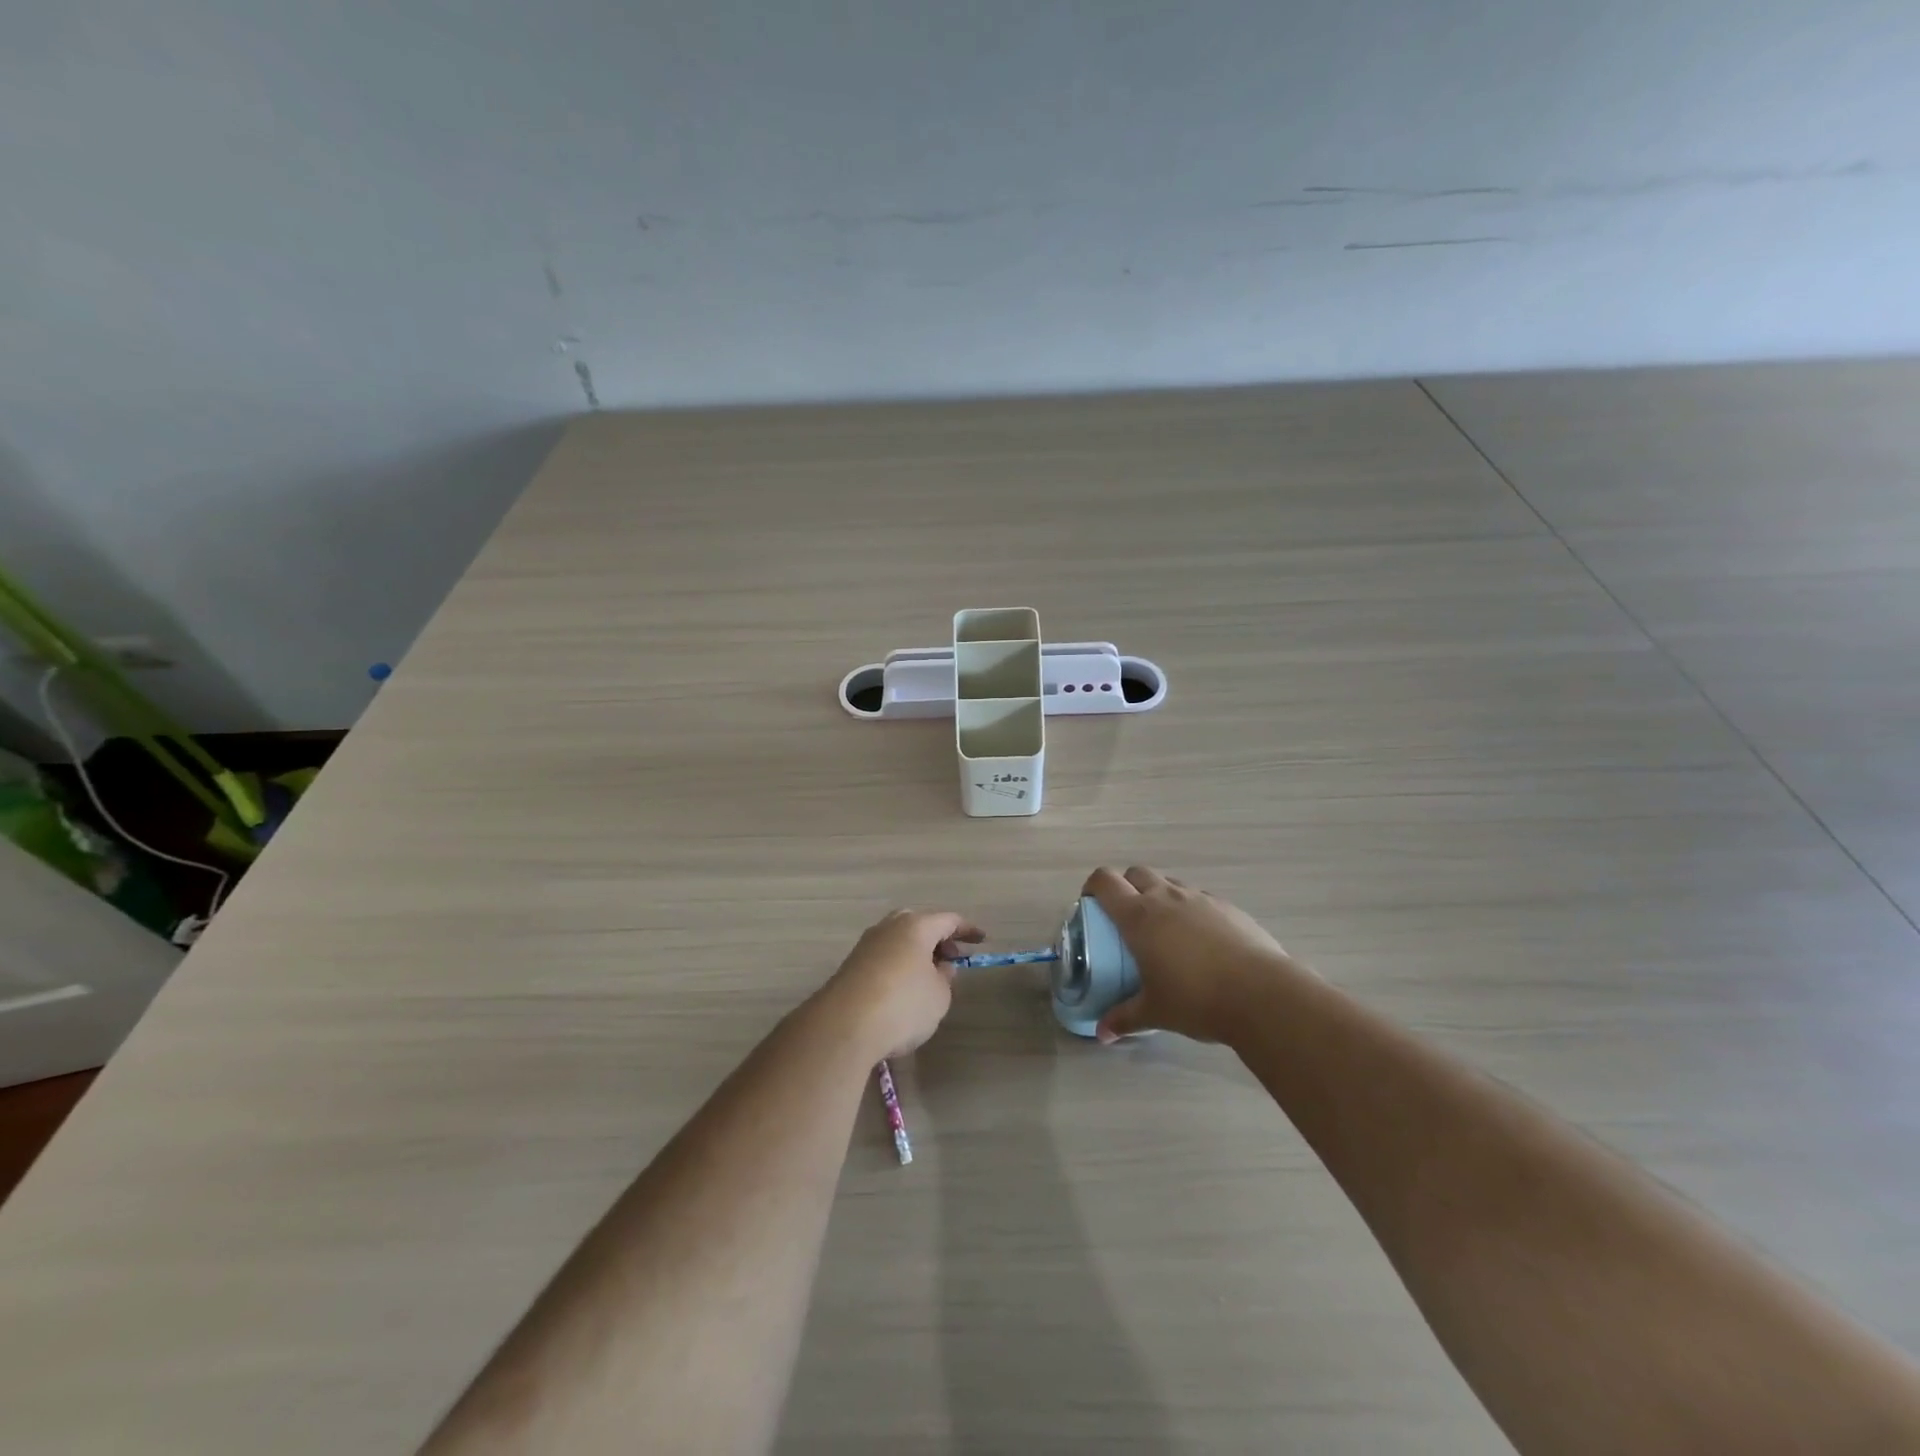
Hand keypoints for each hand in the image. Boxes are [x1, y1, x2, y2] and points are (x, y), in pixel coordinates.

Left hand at [820, 909, 982, 1059]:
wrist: (844, 1026)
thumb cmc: (903, 1005)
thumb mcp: (939, 996)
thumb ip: (945, 978)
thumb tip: (940, 967)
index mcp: (915, 926)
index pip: (948, 920)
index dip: (967, 930)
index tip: (981, 940)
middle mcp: (889, 927)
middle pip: (918, 923)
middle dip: (937, 938)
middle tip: (950, 957)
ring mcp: (866, 945)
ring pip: (898, 939)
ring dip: (915, 952)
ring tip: (928, 977)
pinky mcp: (851, 966)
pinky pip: (883, 956)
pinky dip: (898, 965)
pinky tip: (903, 988)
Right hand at [1083, 865, 1292, 1044]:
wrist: (1262, 994)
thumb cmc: (1196, 999)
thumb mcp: (1154, 1012)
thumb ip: (1125, 1018)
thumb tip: (1103, 1035)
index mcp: (1139, 916)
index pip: (1105, 881)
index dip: (1093, 886)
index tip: (1091, 904)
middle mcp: (1166, 898)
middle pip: (1136, 873)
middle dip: (1126, 887)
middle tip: (1126, 918)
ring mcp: (1200, 899)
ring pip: (1170, 884)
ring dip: (1159, 896)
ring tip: (1165, 930)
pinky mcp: (1228, 907)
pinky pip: (1200, 899)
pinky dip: (1191, 910)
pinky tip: (1201, 943)